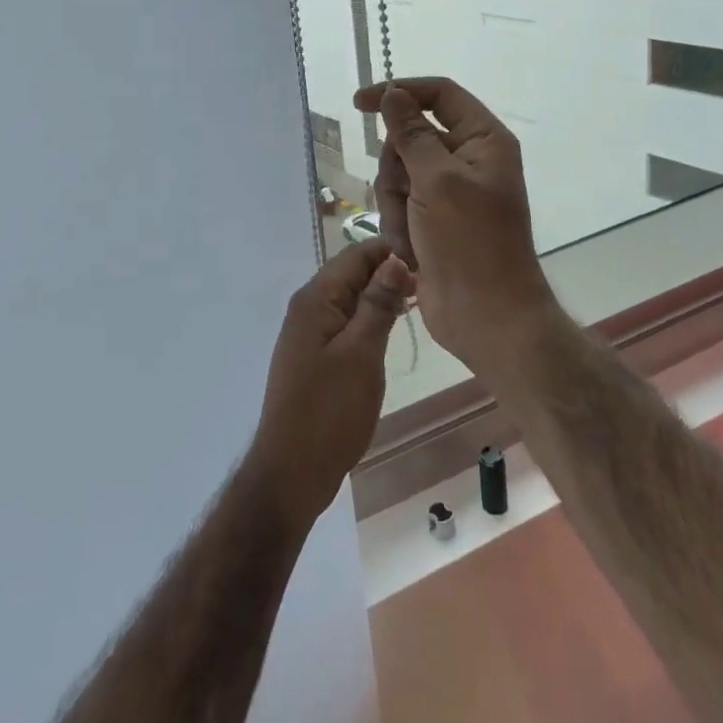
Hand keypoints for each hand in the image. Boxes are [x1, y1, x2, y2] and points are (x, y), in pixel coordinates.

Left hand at [248, 239, 413, 529]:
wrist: (292, 470)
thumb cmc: (329, 410)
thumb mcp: (361, 353)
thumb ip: (378, 303)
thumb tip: (396, 259)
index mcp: (315, 299)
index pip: (355, 254)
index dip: (391, 252)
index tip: (429, 261)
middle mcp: (307, 307)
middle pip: (351, 273)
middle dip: (387, 273)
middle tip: (430, 286)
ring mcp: (308, 333)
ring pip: (349, 299)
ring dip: (380, 297)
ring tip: (418, 304)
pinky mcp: (315, 356)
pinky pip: (345, 322)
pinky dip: (368, 320)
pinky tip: (390, 330)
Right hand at [352, 77, 555, 376]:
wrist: (485, 315)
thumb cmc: (470, 242)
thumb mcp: (437, 180)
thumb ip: (411, 133)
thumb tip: (393, 93)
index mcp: (483, 140)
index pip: (439, 94)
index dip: (399, 92)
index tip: (359, 103)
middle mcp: (467, 160)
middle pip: (410, 137)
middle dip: (397, 168)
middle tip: (408, 196)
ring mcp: (449, 192)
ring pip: (398, 173)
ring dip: (396, 203)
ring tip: (411, 233)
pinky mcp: (433, 220)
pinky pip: (399, 204)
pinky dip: (399, 226)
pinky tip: (411, 251)